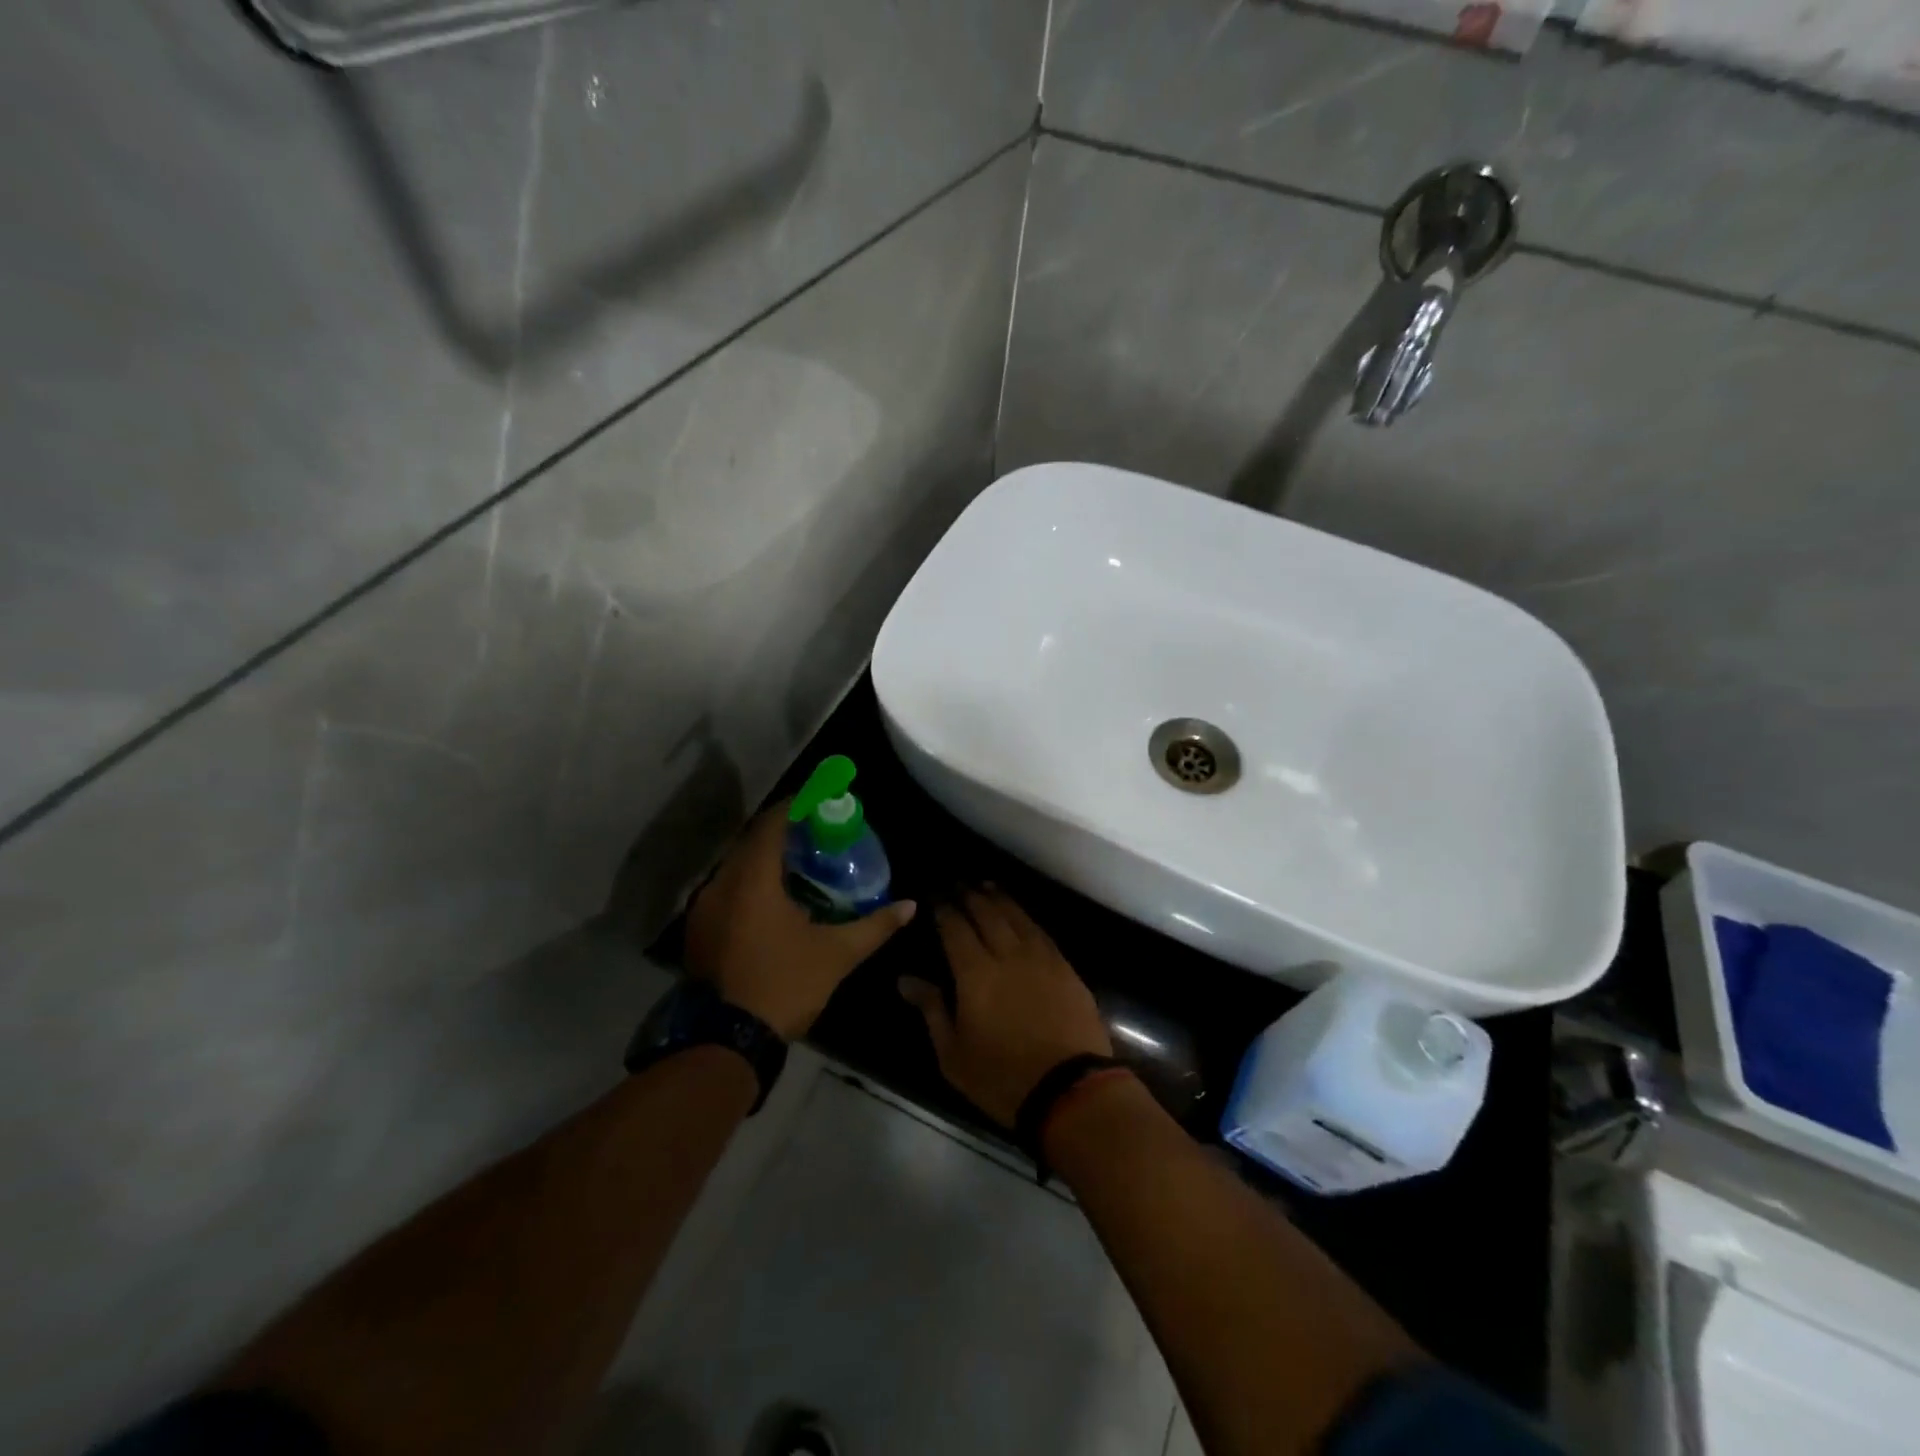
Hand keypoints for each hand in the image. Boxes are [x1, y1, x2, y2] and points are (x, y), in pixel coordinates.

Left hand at [685, 802, 915, 1040]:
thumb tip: (909, 906)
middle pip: (752, 840)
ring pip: (736, 866)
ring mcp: (704, 909)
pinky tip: (772, 898)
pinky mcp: (699, 931)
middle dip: (782, 830)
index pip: (772, 824)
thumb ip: (875, 926)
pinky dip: (750, 881)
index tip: (819, 800)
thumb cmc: (784, 985)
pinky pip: (726, 889)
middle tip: (815, 831)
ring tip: (798, 862)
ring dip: (764, 857)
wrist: (726, 1041)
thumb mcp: (836, 954)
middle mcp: (722, 884)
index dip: (795, 806)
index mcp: (753, 880)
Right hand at [898, 887, 1112, 1127]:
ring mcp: (1040, 958)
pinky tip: (1020, 915)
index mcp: (976, 973)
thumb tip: (905, 979)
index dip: (944, 909)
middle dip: (970, 895)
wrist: (1070, 1090)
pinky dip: (1025, 917)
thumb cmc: (1002, 1078)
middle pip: (987, 913)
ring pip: (1016, 916)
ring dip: (999, 898)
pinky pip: (1040, 931)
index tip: (935, 895)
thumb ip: (931, 1009)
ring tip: (986, 886)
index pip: (955, 928)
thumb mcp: (953, 1054)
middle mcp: (1008, 954)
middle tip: (958, 884)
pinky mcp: (1065, 968)